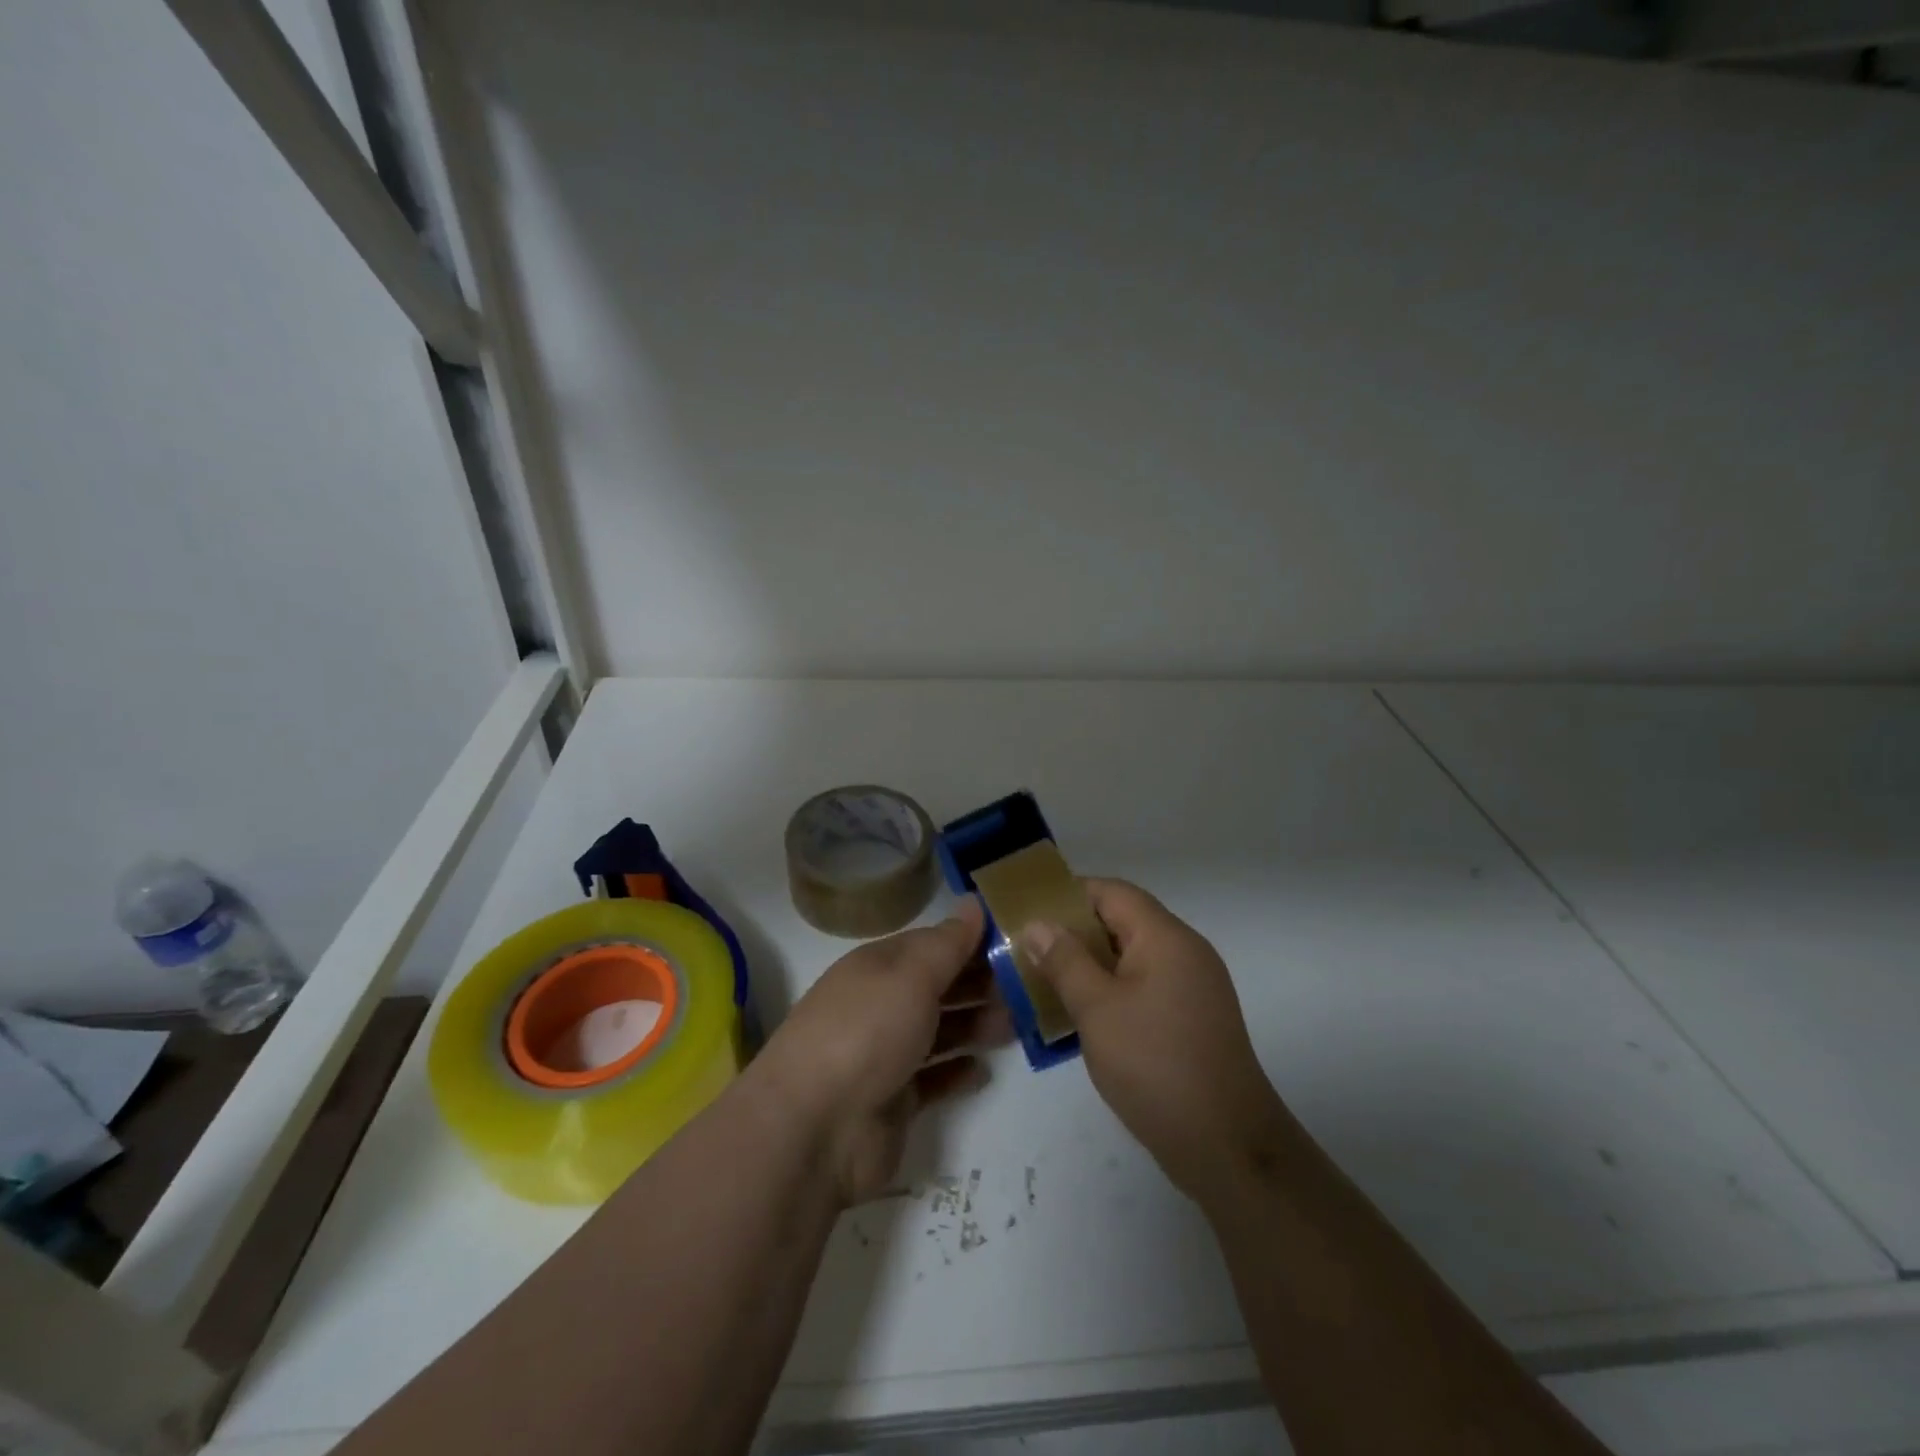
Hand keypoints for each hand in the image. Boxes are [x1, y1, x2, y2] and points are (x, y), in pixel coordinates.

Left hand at [752, 899, 1011, 1205]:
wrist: (814, 1128)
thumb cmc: (866, 1032)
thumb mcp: (911, 975)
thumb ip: (948, 943)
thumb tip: (974, 903)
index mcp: (879, 966)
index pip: (932, 944)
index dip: (972, 941)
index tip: (1018, 941)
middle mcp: (881, 1004)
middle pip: (938, 987)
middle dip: (980, 984)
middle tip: (1029, 986)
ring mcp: (885, 1054)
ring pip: (940, 1031)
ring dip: (975, 1025)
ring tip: (1016, 1025)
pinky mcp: (894, 1101)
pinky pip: (934, 1079)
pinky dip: (957, 1072)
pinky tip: (984, 1070)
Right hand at [1023, 879, 1290, 1203]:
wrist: (1227, 1146)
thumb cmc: (1155, 1064)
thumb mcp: (1097, 1009)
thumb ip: (1065, 961)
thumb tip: (1038, 924)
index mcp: (1165, 937)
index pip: (1112, 892)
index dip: (1069, 894)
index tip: (1029, 912)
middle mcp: (1184, 951)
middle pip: (1122, 922)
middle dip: (1074, 933)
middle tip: (1028, 950)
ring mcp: (1192, 987)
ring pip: (1131, 958)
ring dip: (1089, 965)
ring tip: (1044, 983)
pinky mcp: (1192, 1019)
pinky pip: (1144, 987)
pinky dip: (1111, 991)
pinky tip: (1080, 1017)